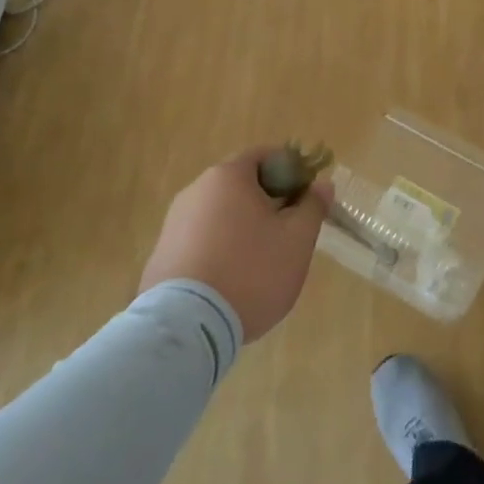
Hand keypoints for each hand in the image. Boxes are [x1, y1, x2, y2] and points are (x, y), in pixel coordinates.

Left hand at [139, 148, 332, 341]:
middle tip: (289, 233)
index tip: (306, 199)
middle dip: (268, 203)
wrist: (185, 328)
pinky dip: (220, 251)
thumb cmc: (250, 271)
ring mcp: (173, 224)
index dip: (292, 172)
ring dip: (243, 229)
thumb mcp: (297, 240)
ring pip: (220, 215)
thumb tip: (322, 184)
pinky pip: (201, 241)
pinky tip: (231, 282)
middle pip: (242, 185)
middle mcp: (196, 190)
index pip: (266, 156)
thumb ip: (313, 206)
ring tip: (261, 264)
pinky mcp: (161, 256)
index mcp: (228, 176)